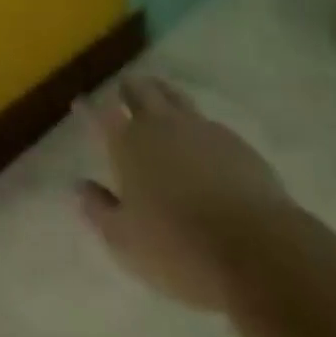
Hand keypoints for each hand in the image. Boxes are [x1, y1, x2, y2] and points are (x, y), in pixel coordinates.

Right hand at [77, 77, 287, 311]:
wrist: (256, 247)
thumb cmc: (179, 248)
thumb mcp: (126, 241)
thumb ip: (99, 210)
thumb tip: (79, 186)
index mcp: (128, 144)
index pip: (100, 116)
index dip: (88, 108)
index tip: (79, 101)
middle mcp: (160, 124)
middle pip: (139, 91)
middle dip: (128, 88)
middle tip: (123, 88)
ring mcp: (199, 127)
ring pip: (173, 95)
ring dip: (160, 92)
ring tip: (157, 93)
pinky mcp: (232, 140)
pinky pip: (205, 120)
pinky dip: (194, 122)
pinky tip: (199, 136)